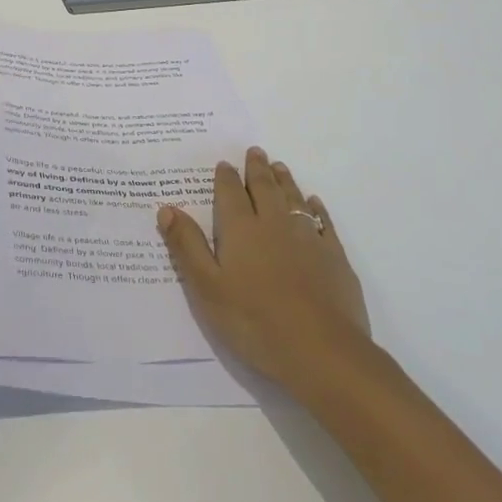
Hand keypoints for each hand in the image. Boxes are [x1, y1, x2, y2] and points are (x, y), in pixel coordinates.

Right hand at [157, 146, 368, 390]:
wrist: (322, 350)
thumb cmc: (255, 321)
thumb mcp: (208, 288)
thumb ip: (187, 246)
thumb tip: (167, 208)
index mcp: (241, 229)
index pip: (230, 193)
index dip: (225, 177)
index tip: (224, 163)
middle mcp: (274, 223)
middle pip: (264, 187)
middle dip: (256, 168)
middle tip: (255, 151)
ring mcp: (307, 237)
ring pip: (293, 198)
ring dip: (284, 180)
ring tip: (279, 166)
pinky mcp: (334, 256)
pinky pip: (323, 221)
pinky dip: (315, 207)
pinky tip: (313, 203)